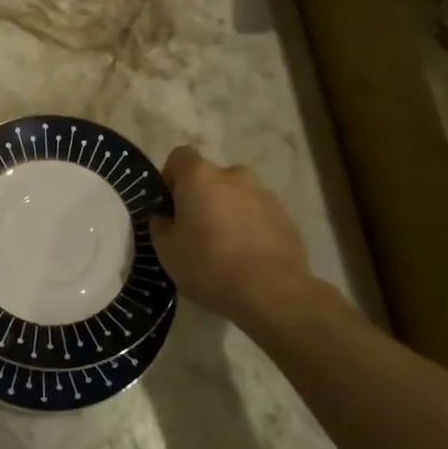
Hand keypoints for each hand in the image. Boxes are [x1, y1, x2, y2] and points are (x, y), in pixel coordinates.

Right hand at [151, 147, 323, 328]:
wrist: (271, 292)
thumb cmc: (208, 265)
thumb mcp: (166, 251)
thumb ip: (161, 226)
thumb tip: (165, 217)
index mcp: (200, 176)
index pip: (180, 156)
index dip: (172, 176)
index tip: (170, 205)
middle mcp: (234, 176)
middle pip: (211, 177)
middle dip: (203, 196)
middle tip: (196, 230)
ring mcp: (265, 195)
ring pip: (238, 196)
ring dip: (229, 211)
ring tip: (225, 247)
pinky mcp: (287, 218)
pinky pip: (260, 215)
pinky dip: (251, 228)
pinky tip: (248, 258)